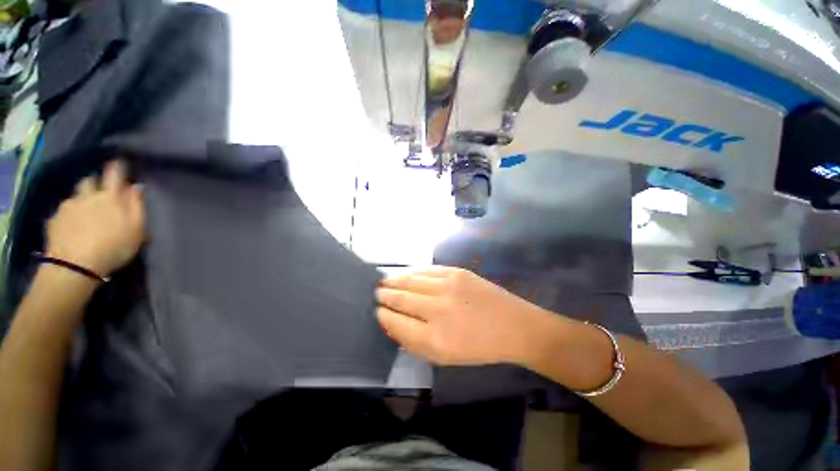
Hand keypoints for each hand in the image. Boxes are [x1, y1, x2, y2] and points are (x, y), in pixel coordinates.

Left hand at [46, 160, 144, 276]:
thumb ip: (137, 205)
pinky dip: (70, 213)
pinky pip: (63, 210)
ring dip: (82, 197)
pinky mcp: (54, 219)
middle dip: (96, 182)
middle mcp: (87, 196)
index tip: (120, 162)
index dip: (117, 167)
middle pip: (90, 180)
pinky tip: (73, 225)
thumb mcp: (136, 229)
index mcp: (110, 197)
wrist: (75, 266)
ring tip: (85, 211)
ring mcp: (68, 206)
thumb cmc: (114, 247)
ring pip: (75, 194)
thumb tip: (137, 186)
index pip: (114, 174)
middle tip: (101, 191)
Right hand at [376, 266, 560, 365]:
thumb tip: (393, 323)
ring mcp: (447, 286)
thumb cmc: (478, 347)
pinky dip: (411, 272)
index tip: (376, 310)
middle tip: (376, 293)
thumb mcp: (444, 357)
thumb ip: (414, 342)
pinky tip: (404, 273)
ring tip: (383, 282)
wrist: (513, 326)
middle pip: (400, 298)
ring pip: (410, 280)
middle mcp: (437, 309)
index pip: (396, 322)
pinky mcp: (456, 272)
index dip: (383, 315)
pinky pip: (426, 270)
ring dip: (393, 281)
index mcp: (434, 338)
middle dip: (384, 295)